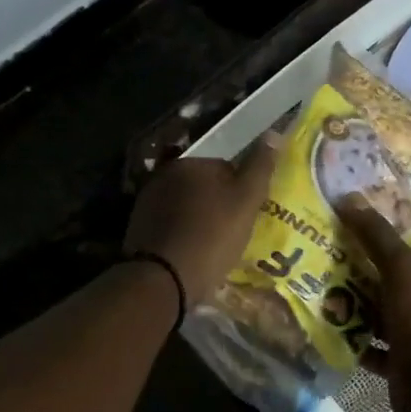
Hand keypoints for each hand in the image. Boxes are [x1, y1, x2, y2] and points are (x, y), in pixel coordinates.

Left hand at [124, 137, 278, 303]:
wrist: (164, 278)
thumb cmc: (211, 236)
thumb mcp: (246, 201)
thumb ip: (260, 167)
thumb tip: (273, 133)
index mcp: (189, 163)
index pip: (225, 169)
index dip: (240, 193)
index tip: (247, 216)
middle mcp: (163, 176)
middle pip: (203, 187)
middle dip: (217, 205)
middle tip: (233, 233)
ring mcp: (146, 202)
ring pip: (185, 208)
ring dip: (199, 221)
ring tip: (213, 248)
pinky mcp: (138, 229)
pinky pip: (170, 227)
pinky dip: (182, 236)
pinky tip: (192, 255)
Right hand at [339, 199, 410, 411]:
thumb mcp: (400, 265)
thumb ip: (374, 233)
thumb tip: (348, 197)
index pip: (407, 233)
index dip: (377, 225)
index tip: (341, 218)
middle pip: (387, 269)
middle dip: (355, 263)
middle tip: (318, 250)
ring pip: (376, 304)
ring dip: (350, 299)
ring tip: (313, 285)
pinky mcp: (400, 352)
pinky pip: (370, 339)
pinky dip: (351, 334)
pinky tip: (323, 323)